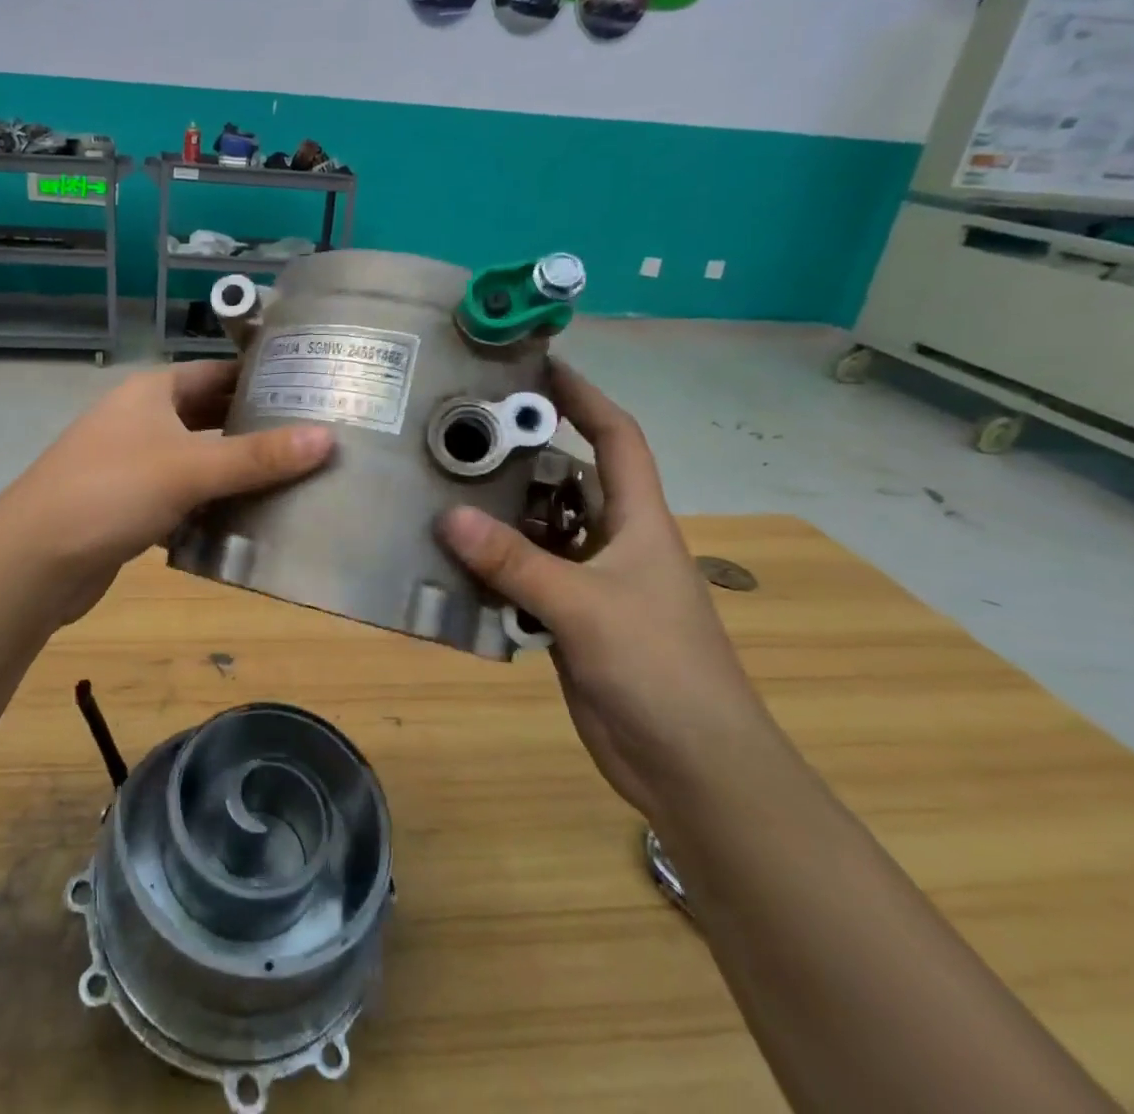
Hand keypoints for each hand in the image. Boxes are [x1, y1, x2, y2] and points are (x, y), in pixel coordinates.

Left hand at [0, 361, 332, 623]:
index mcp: (152, 392)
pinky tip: (248, 522)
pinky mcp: (129, 507)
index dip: (260, 378)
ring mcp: (132, 465)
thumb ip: (258, 456)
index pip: (216, 372)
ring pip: (197, 461)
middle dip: (254, 428)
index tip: (310, 390)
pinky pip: (182, 498)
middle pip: (209, 417)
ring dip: (236, 472)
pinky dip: (211, 507)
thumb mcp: (189, 468)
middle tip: (313, 439)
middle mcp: (141, 420)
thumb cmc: (111, 491)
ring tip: (295, 480)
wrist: (34, 560)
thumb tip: (328, 438)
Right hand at [438, 359, 780, 823]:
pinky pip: (524, 577)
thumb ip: (516, 562)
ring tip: (441, 488)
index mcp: (638, 521)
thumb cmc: (659, 668)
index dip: (584, 397)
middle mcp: (614, 541)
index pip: (617, 438)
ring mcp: (591, 582)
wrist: (692, 767)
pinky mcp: (569, 619)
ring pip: (539, 531)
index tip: (538, 367)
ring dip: (499, 514)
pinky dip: (493, 566)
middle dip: (523, 454)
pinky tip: (450, 559)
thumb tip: (447, 516)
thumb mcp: (585, 606)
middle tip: (461, 432)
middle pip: (567, 480)